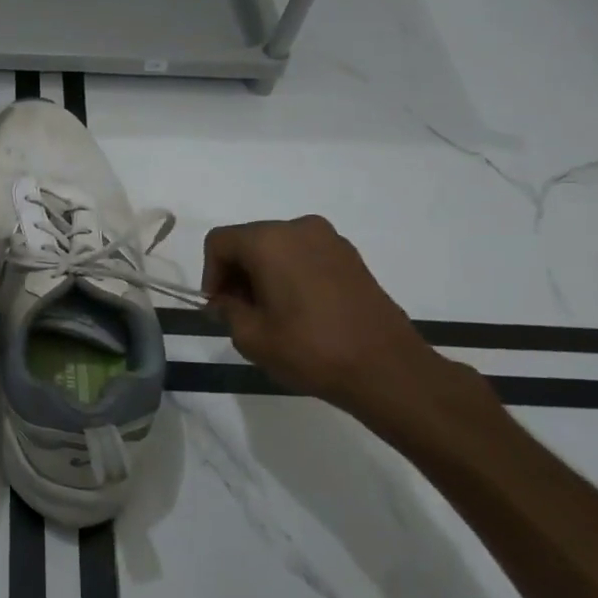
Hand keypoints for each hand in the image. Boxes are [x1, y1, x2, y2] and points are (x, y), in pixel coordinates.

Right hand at [201, 215, 455, 425]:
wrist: (386, 368)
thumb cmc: (310, 350)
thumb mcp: (252, 337)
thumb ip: (227, 311)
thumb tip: (225, 301)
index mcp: (269, 241)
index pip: (219, 242)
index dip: (210, 274)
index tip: (219, 307)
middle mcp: (299, 228)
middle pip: (249, 240)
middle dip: (237, 273)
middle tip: (241, 313)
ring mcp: (330, 240)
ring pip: (278, 247)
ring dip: (264, 274)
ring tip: (271, 314)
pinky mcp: (351, 257)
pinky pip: (305, 255)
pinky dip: (291, 274)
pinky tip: (299, 310)